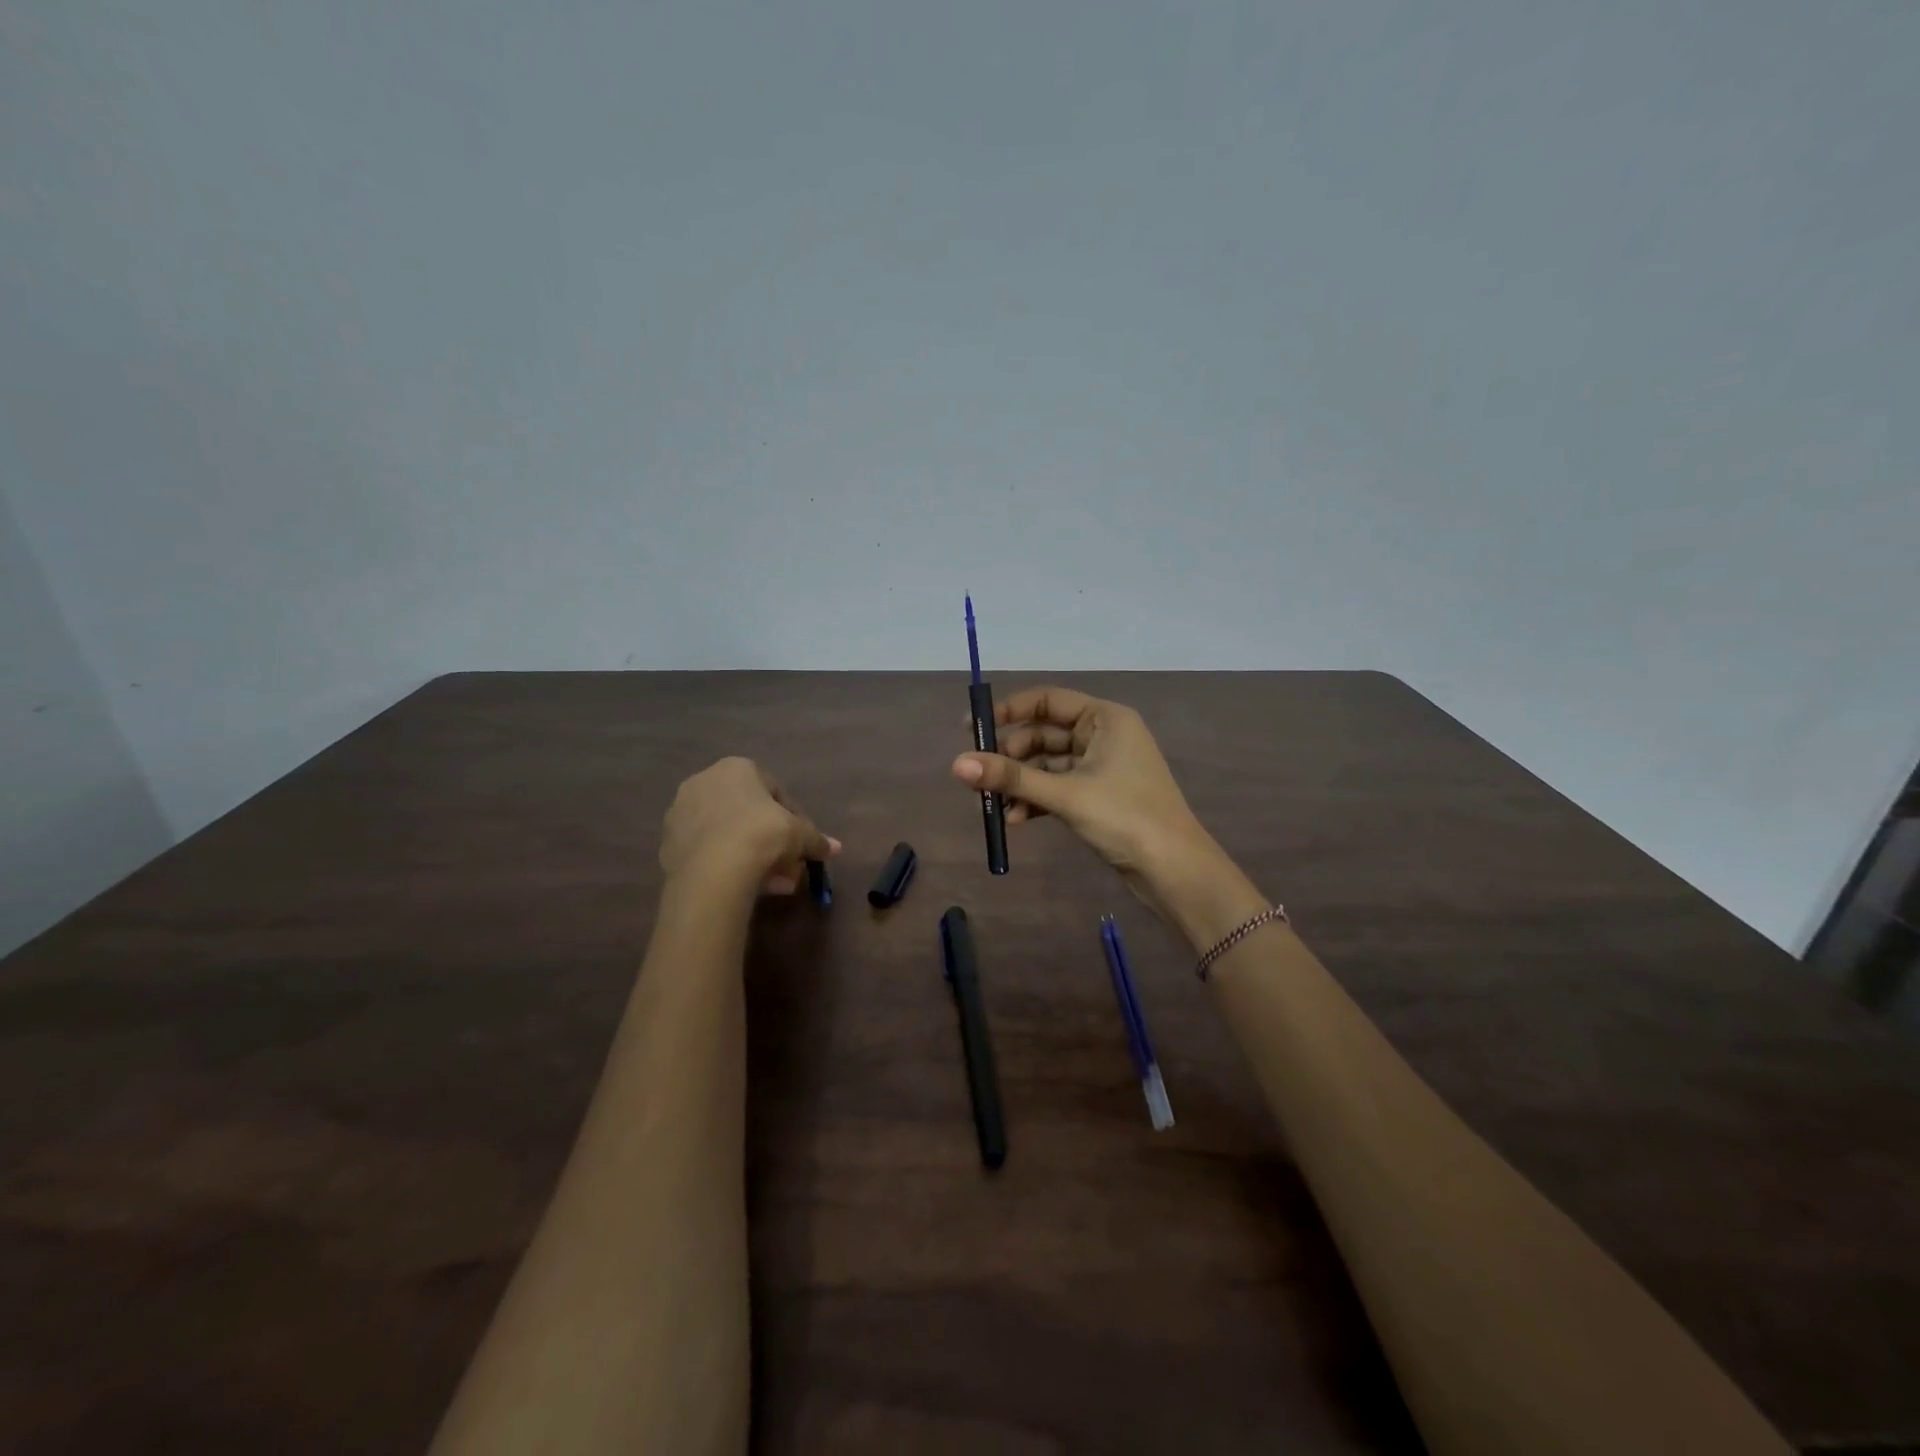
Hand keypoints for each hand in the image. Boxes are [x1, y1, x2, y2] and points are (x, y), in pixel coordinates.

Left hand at [661, 757, 839, 893]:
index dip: (793, 819)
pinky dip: (725, 865)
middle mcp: (704, 782)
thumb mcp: (800, 835)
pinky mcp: (667, 844)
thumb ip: (816, 839)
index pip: (773, 790)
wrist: (713, 870)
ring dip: (750, 855)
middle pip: (747, 813)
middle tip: (787, 865)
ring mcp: (680, 813)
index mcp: (736, 768)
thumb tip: (835, 848)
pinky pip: (707, 852)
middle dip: (770, 840)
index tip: (801, 843)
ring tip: (771, 884)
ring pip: (726, 834)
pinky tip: (743, 887)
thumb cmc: (762, 835)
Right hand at [950, 687, 1247, 931]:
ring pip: (1048, 765)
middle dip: (1010, 757)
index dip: (1008, 711)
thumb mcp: (1065, 794)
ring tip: (991, 805)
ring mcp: (1102, 767)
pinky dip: (1036, 800)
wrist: (1174, 870)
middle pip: (1043, 734)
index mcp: (1104, 718)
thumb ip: (1011, 777)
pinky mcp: (1098, 796)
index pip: (1047, 701)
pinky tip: (1015, 820)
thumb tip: (956, 764)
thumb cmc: (1125, 817)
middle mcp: (1103, 735)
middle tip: (978, 776)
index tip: (971, 728)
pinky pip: (1058, 788)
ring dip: (1020, 783)